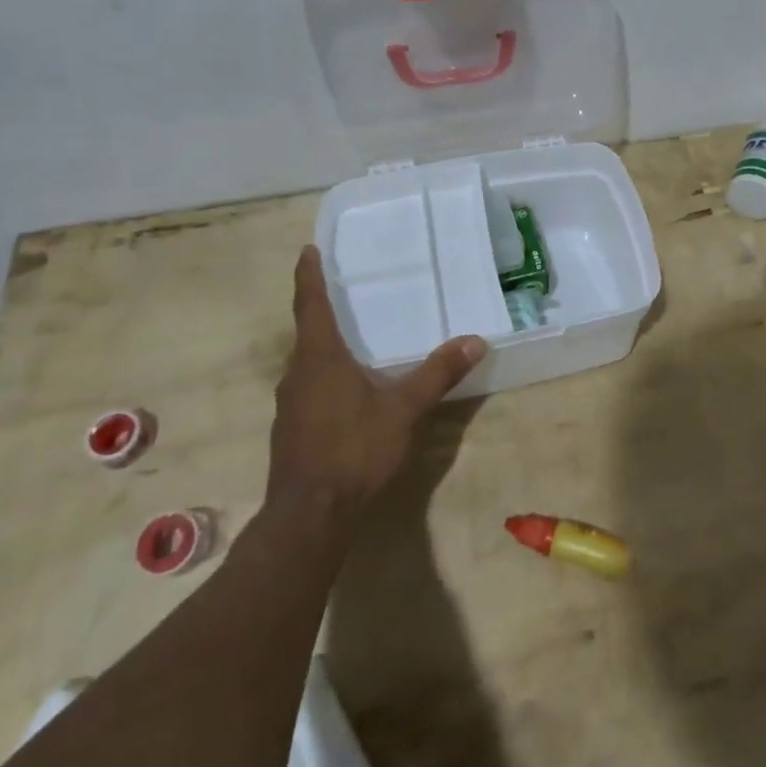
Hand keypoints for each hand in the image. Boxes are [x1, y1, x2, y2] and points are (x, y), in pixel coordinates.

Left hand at [262, 245, 486, 527]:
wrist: (309, 517)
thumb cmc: (353, 450)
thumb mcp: (404, 410)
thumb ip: (438, 374)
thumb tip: (476, 340)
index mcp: (319, 358)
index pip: (311, 304)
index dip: (310, 276)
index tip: (308, 250)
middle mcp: (297, 374)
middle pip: (308, 332)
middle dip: (322, 311)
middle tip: (345, 292)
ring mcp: (289, 405)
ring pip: (308, 364)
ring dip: (325, 347)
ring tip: (352, 340)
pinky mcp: (292, 430)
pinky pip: (309, 388)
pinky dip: (326, 377)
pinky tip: (348, 392)